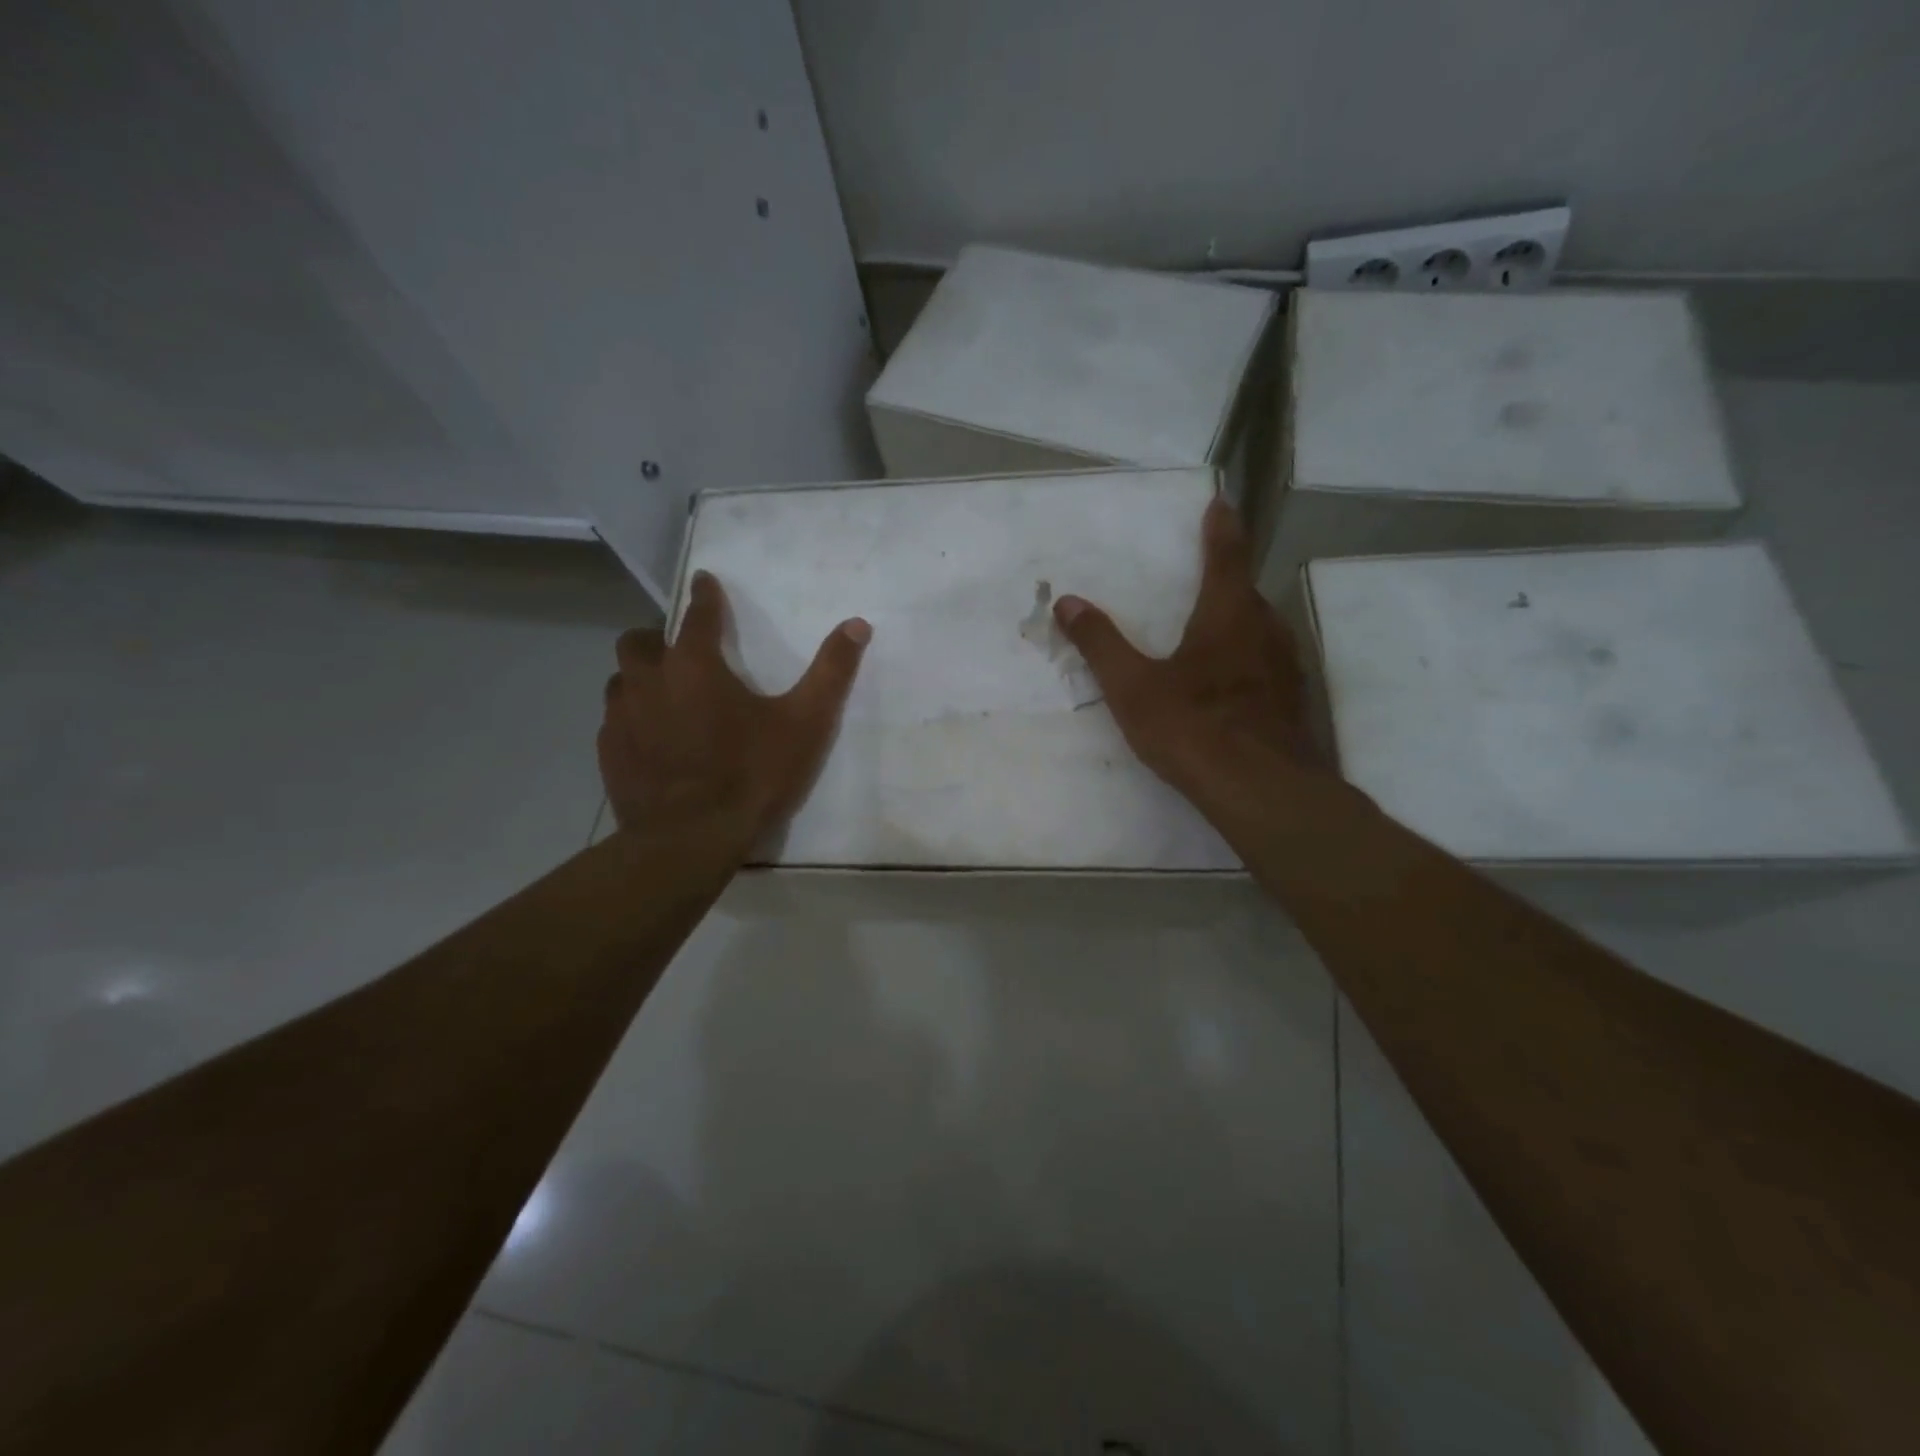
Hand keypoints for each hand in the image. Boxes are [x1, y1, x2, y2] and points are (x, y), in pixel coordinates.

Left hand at [598, 571, 869, 841]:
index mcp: (694, 665)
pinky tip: (651, 741)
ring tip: (665, 696)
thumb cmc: (752, 774)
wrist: (690, 839)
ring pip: (620, 681)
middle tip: (681, 652)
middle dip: (658, 638)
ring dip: (640, 679)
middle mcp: (648, 681)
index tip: (704, 582)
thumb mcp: (806, 723)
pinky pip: (613, 722)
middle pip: (638, 641)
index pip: (697, 614)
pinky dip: (631, 720)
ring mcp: (621, 719)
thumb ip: (831, 672)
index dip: (704, 595)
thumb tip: (857, 624)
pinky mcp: (609, 754)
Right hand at [1053, 497, 1325, 811]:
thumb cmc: (1193, 728)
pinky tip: (1231, 687)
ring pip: (1261, 630)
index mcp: (1227, 615)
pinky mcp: (1294, 700)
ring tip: (1212, 634)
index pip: (1226, 556)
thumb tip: (1067, 602)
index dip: (1222, 528)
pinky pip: (1268, 663)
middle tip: (1202, 582)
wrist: (1261, 790)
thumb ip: (1100, 643)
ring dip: (1239, 623)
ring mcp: (1286, 667)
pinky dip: (1249, 660)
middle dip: (1226, 583)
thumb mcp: (1132, 687)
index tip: (1221, 503)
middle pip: (1246, 594)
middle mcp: (1265, 630)